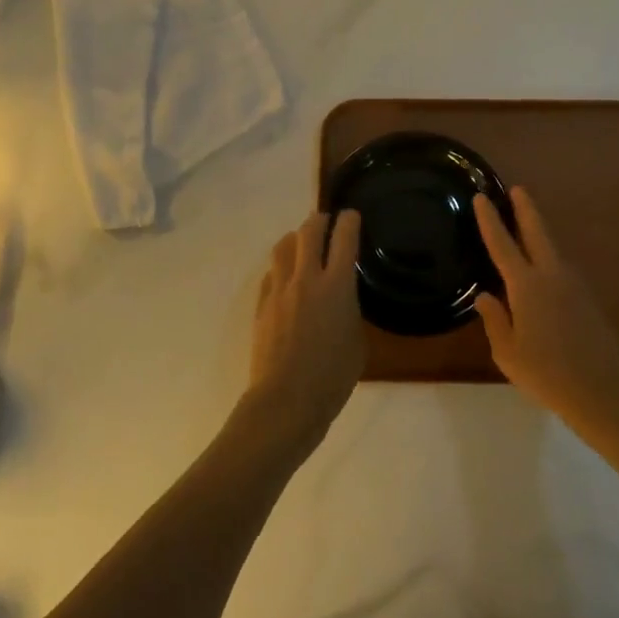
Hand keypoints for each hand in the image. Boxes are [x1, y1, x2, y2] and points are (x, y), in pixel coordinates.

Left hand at [243, 210, 364, 455]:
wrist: (286, 402)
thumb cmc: (332, 378)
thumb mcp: (357, 342)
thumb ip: (350, 310)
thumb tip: (342, 300)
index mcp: (336, 285)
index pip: (344, 237)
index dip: (349, 220)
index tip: (351, 215)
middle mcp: (306, 278)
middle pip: (309, 231)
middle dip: (319, 221)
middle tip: (326, 223)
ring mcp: (279, 289)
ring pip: (283, 246)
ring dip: (295, 240)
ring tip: (302, 245)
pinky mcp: (261, 304)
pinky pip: (271, 274)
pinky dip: (281, 269)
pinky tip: (286, 280)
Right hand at [473, 188, 618, 425]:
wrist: (602, 391)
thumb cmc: (547, 374)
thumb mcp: (508, 352)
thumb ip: (495, 320)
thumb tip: (485, 297)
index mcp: (526, 286)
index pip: (502, 244)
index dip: (490, 220)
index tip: (481, 197)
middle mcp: (551, 276)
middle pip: (536, 232)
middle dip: (525, 209)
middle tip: (517, 189)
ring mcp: (573, 285)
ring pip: (551, 249)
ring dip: (538, 232)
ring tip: (524, 226)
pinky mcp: (587, 298)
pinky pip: (560, 268)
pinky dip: (547, 258)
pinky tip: (541, 270)